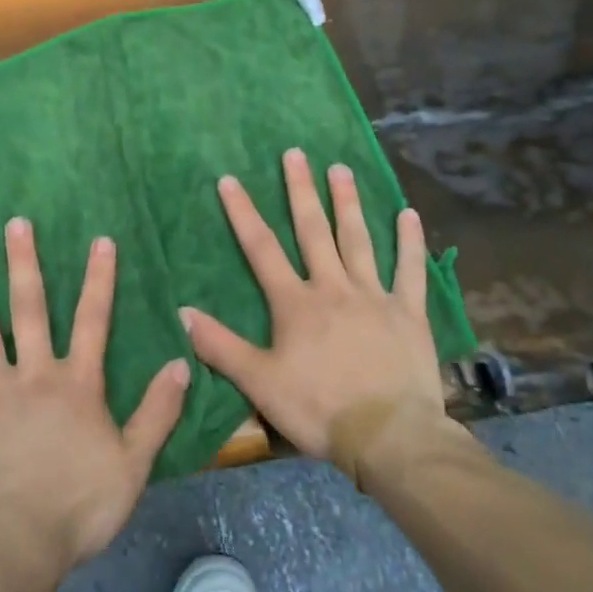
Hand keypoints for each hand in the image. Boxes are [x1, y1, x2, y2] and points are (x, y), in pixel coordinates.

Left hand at [0, 219, 188, 577]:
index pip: (92, 321)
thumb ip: (157, 412)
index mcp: (75, 384)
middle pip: (28, 309)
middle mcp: (32, 375)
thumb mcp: (133, 464)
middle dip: (23, 263)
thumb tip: (180, 363)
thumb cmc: (77, 507)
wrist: (13, 548)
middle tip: (15, 223)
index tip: (100, 239)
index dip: (99, 279)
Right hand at [181, 148, 450, 467]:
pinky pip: (410, 271)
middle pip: (313, 230)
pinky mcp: (407, 313)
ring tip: (341, 169)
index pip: (261, 248)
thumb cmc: (319, 409)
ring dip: (348, 203)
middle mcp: (333, 287)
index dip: (243, 212)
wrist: (389, 438)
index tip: (231, 179)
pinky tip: (408, 214)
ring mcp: (373, 296)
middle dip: (301, 191)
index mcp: (295, 303)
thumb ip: (221, 346)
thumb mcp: (259, 383)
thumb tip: (182, 312)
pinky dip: (410, 242)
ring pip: (358, 240)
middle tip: (296, 153)